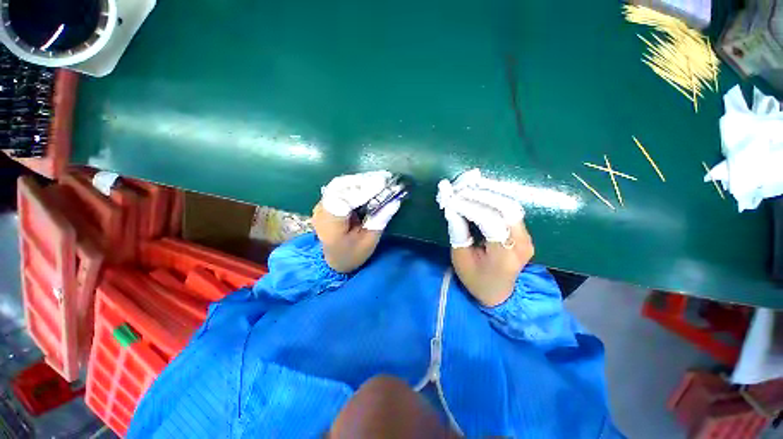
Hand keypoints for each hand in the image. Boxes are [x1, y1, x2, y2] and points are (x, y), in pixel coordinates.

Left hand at [313, 171, 401, 272]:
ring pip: (341, 184)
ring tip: (381, 179)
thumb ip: (380, 220)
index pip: (344, 200)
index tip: (383, 183)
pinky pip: (341, 187)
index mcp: (330, 225)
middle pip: (341, 187)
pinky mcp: (327, 200)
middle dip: (364, 181)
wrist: (334, 259)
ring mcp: (322, 203)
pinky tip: (370, 183)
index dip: (363, 190)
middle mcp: (322, 210)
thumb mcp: (369, 242)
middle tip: (385, 178)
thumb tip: (394, 200)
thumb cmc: (352, 254)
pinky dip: (357, 183)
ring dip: (361, 180)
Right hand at [437, 169, 533, 306]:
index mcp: (504, 257)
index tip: (451, 198)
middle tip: (459, 187)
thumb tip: (452, 206)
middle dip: (480, 194)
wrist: (500, 293)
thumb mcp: (460, 259)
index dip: (469, 206)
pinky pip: (509, 208)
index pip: (490, 222)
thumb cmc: (476, 279)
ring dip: (487, 192)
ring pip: (510, 204)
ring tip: (467, 184)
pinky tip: (479, 190)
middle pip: (506, 208)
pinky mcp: (524, 231)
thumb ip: (458, 231)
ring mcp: (527, 236)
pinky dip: (493, 197)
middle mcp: (522, 243)